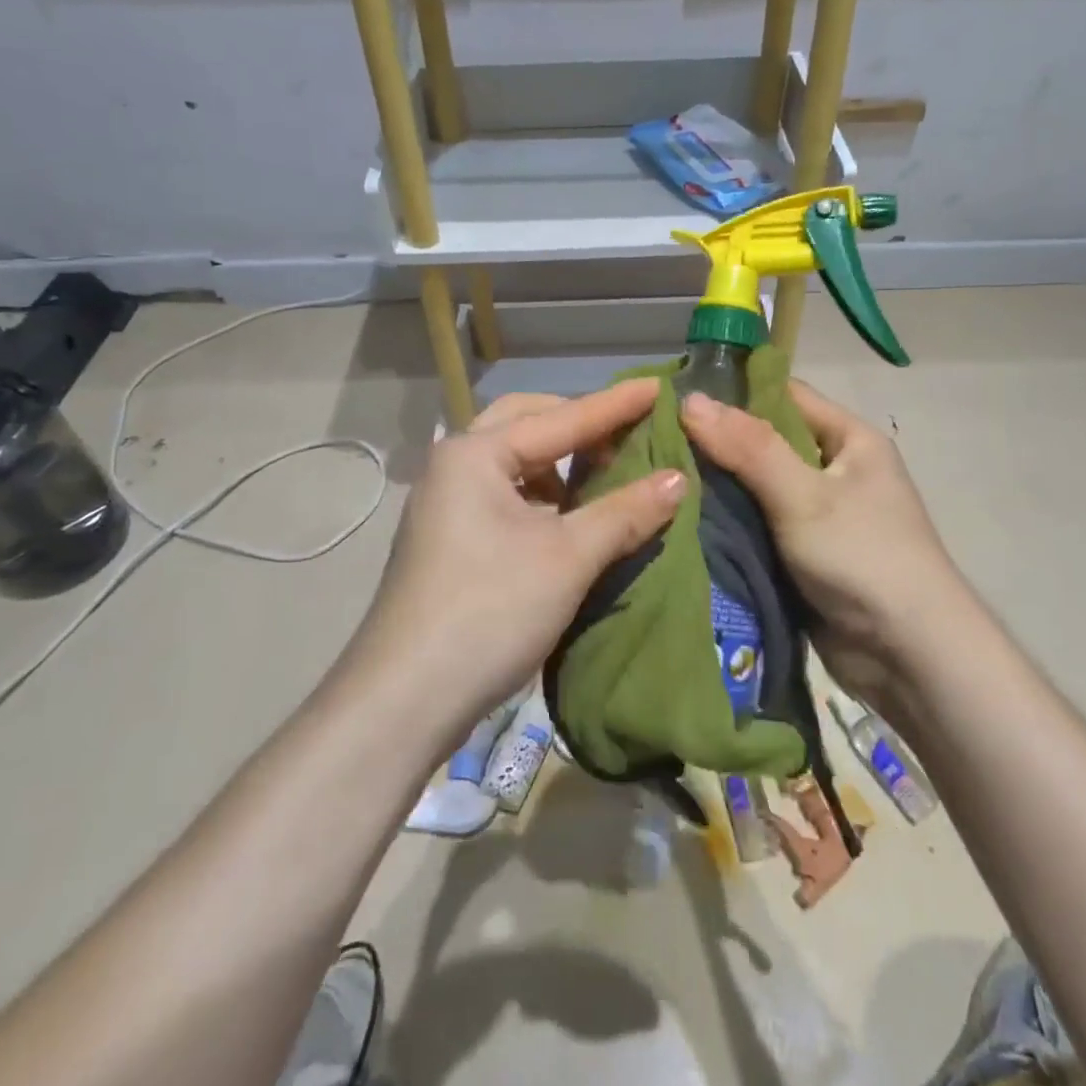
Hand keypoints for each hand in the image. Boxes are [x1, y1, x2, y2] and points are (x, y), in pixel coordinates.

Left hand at [354, 381, 683, 744]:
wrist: (406, 699)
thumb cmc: (490, 610)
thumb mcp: (568, 558)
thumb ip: (625, 512)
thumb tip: (679, 479)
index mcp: (476, 454)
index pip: (561, 418)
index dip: (615, 405)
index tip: (660, 386)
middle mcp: (454, 466)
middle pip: (526, 424)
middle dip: (577, 425)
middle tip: (626, 433)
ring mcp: (445, 505)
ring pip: (514, 463)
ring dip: (559, 464)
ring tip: (603, 476)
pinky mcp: (448, 540)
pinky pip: (504, 496)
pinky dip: (541, 497)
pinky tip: (568, 520)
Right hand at [679, 383, 967, 707]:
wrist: (908, 656)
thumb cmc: (863, 557)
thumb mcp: (804, 495)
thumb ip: (748, 448)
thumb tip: (690, 399)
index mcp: (850, 440)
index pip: (785, 396)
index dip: (733, 393)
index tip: (675, 395)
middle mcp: (835, 470)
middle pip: (766, 443)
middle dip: (716, 444)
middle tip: (653, 440)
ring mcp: (819, 515)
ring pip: (756, 488)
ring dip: (717, 487)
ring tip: (657, 477)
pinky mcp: (803, 554)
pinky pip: (758, 525)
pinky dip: (728, 523)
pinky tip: (682, 518)